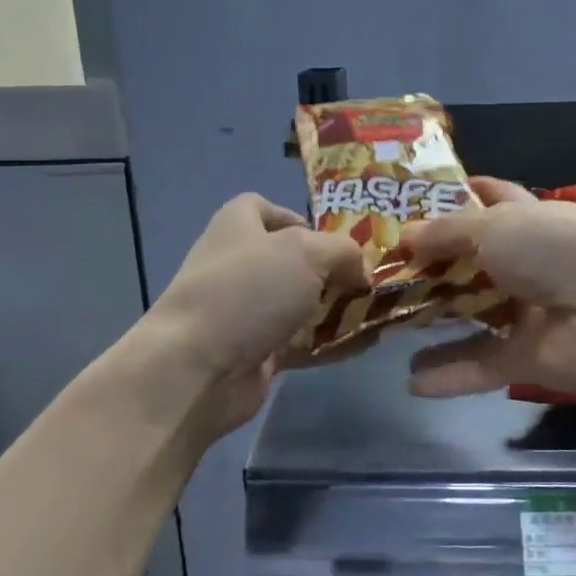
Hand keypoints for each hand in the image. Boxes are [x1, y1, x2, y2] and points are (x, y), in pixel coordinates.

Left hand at [148, 194, 367, 434]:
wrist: (197, 366)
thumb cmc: (249, 290)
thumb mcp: (307, 252)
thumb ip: (344, 252)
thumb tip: (360, 272)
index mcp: (238, 225)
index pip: (265, 209)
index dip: (300, 219)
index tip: (333, 240)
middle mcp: (239, 264)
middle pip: (292, 260)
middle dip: (332, 270)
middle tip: (368, 280)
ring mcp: (245, 311)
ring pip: (300, 304)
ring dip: (336, 309)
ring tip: (378, 312)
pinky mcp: (256, 352)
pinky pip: (302, 343)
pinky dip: (331, 344)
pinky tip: (366, 345)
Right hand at [401, 177, 575, 397]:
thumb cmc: (556, 250)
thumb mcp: (495, 226)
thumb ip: (447, 233)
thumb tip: (405, 236)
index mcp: (530, 220)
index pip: (492, 200)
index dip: (458, 197)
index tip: (415, 202)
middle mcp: (530, 264)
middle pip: (474, 264)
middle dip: (433, 266)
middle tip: (384, 272)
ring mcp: (530, 313)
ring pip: (474, 318)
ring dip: (435, 323)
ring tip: (388, 326)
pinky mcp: (529, 359)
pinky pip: (482, 366)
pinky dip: (451, 374)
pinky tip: (412, 382)